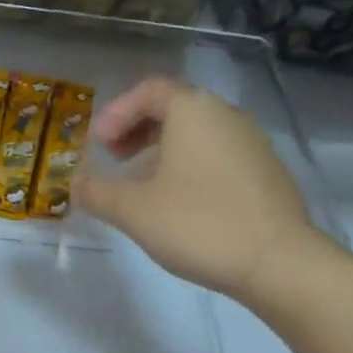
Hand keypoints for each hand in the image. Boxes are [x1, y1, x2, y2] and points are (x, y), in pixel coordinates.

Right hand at [74, 76, 340, 308]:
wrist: (278, 262)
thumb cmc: (198, 225)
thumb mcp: (133, 210)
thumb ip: (97, 192)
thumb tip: (75, 183)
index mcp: (194, 111)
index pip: (149, 90)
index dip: (116, 113)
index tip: (98, 145)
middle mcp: (227, 115)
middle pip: (174, 108)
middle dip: (137, 131)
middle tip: (114, 160)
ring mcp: (252, 143)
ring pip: (197, 134)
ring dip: (162, 151)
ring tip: (142, 186)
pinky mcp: (267, 172)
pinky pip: (217, 155)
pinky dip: (189, 166)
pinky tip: (179, 204)